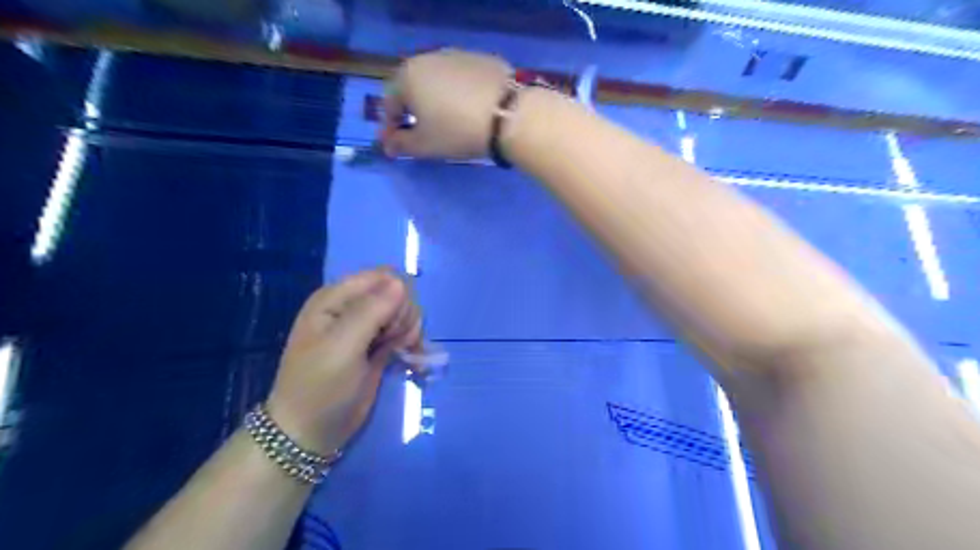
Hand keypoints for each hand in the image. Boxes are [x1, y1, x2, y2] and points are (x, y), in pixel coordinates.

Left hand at [266, 270, 420, 453]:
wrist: (310, 432)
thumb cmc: (320, 387)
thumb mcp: (342, 347)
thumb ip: (371, 311)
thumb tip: (401, 283)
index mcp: (336, 298)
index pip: (383, 276)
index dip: (397, 296)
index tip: (392, 326)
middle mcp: (352, 307)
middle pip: (398, 292)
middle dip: (405, 315)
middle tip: (394, 341)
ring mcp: (367, 328)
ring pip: (405, 312)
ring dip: (411, 330)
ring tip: (402, 351)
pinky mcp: (378, 346)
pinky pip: (405, 332)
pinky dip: (413, 343)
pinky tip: (413, 359)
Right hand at [378, 48, 514, 158]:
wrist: (509, 115)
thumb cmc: (457, 131)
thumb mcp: (424, 146)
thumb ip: (401, 144)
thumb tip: (389, 143)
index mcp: (407, 76)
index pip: (390, 104)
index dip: (391, 128)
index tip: (397, 146)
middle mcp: (428, 58)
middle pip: (413, 88)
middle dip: (413, 111)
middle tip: (421, 132)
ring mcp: (457, 55)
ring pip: (438, 81)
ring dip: (436, 100)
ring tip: (448, 121)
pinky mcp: (483, 59)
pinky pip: (462, 79)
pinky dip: (460, 93)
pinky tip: (471, 110)